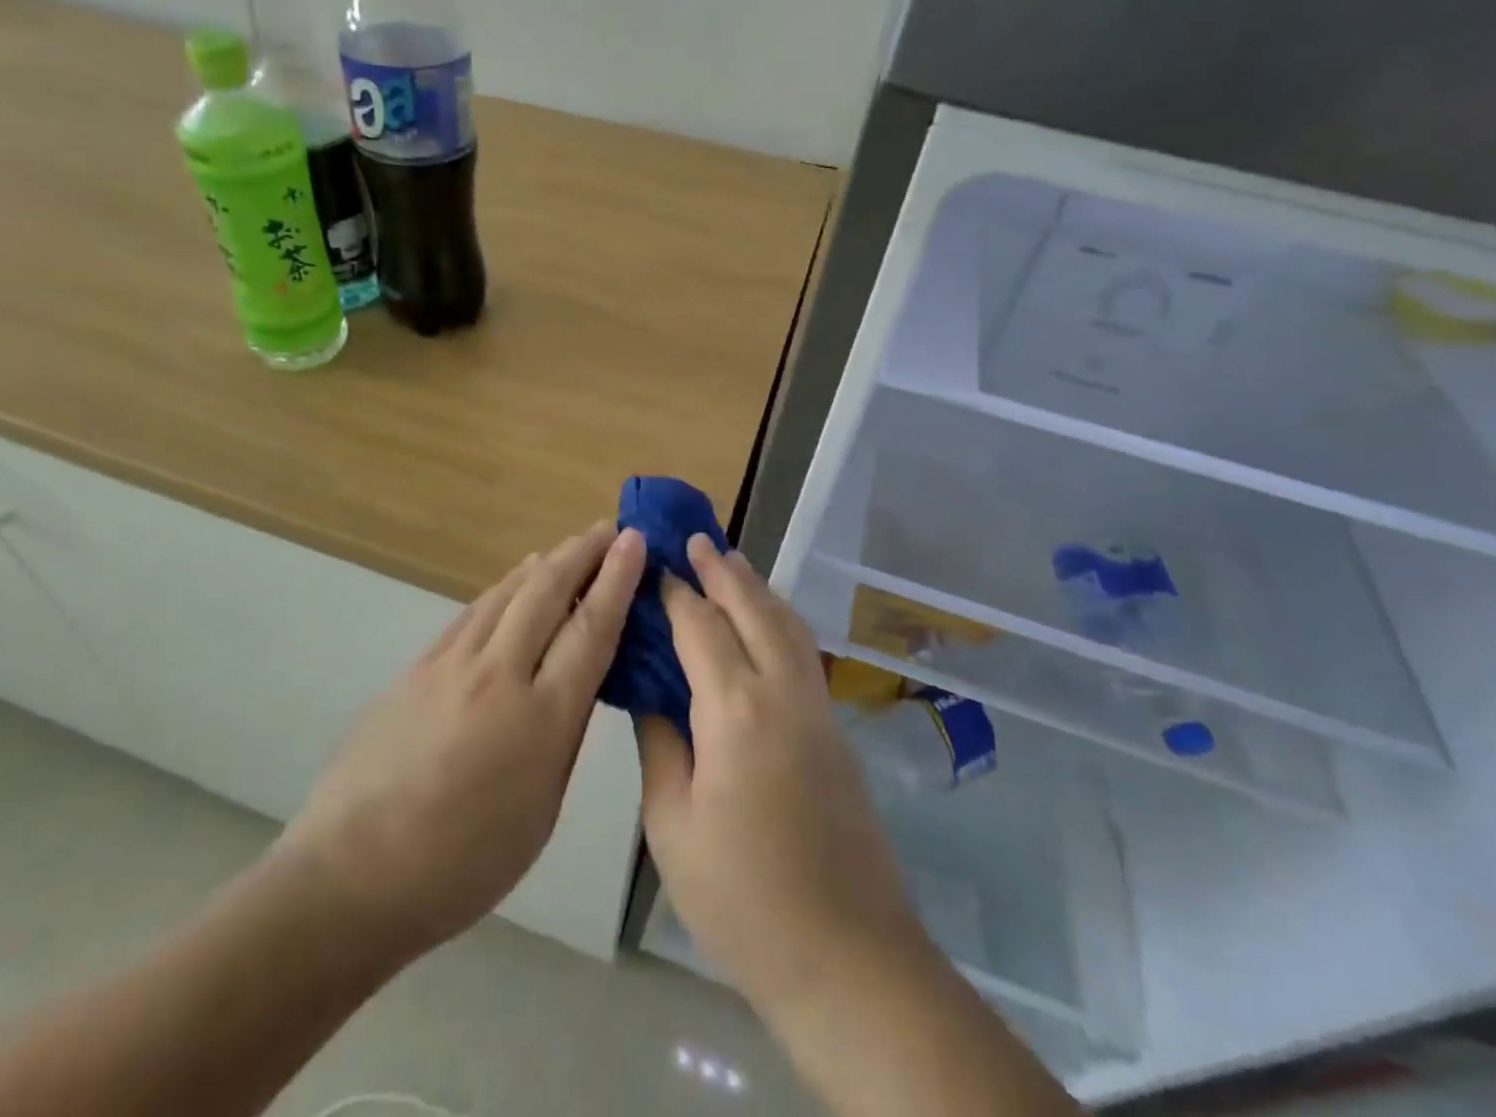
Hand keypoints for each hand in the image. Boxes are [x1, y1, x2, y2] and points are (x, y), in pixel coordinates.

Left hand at [272, 523, 645, 968]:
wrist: (353, 874)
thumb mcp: (541, 810)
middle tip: (609, 528)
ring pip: (507, 593)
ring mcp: (451, 664)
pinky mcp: (418, 666)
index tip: (634, 539)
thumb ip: (563, 736)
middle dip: (583, 553)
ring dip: (545, 563)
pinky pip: (474, 612)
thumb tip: (576, 681)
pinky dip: (504, 588)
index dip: (617, 579)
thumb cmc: (463, 862)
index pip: (590, 629)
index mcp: (541, 718)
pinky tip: (514, 582)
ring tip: (570, 547)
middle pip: (548, 593)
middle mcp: (499, 675)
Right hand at [636, 536, 923, 1014]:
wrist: (847, 956)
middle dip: (721, 570)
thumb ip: (659, 743)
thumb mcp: (673, 824)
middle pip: (751, 608)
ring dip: (756, 587)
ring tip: (730, 561)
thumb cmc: (742, 898)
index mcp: (735, 710)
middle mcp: (781, 692)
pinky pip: (802, 649)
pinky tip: (765, 621)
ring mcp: (816, 707)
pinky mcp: (835, 728)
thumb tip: (648, 690)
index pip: (698, 627)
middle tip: (694, 539)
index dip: (673, 593)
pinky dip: (778, 618)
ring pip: (786, 623)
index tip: (652, 565)